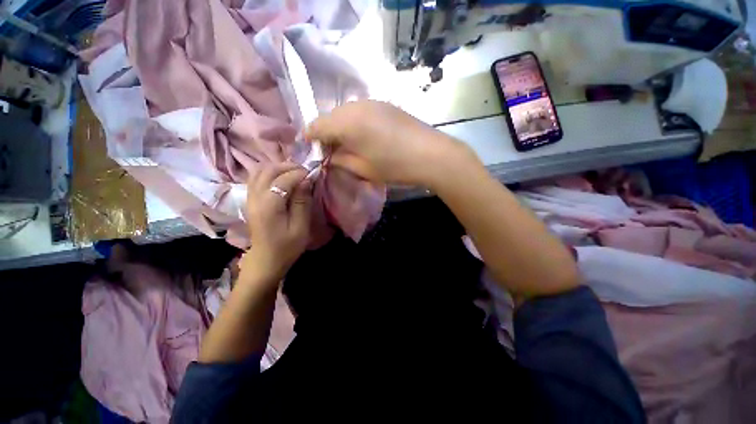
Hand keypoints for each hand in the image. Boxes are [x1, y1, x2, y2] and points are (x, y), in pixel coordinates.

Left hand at [244, 163, 311, 282]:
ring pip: (259, 171)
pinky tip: (280, 178)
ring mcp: (250, 198)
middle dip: (288, 166)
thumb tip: (306, 181)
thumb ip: (302, 202)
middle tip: (304, 171)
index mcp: (269, 205)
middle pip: (268, 170)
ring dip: (277, 168)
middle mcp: (255, 197)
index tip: (312, 174)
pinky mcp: (250, 200)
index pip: (283, 180)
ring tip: (294, 172)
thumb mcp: (300, 227)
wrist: (265, 261)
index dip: (299, 173)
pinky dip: (269, 173)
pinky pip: (256, 178)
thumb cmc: (286, 247)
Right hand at [305, 100, 476, 186]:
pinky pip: (360, 111)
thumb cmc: (395, 166)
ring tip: (346, 145)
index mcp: (347, 123)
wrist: (431, 154)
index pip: (317, 125)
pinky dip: (355, 123)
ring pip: (346, 113)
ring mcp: (373, 102)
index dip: (310, 137)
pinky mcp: (385, 105)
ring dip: (341, 127)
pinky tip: (363, 136)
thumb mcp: (363, 169)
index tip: (309, 148)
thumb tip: (330, 156)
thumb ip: (341, 160)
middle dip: (326, 133)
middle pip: (331, 117)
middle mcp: (356, 106)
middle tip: (330, 151)